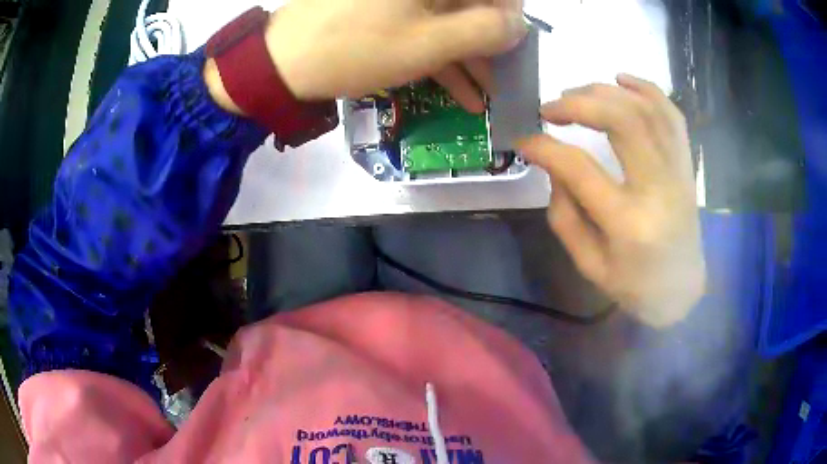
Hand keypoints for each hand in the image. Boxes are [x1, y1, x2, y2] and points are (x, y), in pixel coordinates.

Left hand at [263, 0, 526, 112]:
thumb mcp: (429, 43)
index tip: (513, 46)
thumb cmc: (356, 48)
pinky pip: (420, 27)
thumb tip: (519, 24)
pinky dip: (439, 55)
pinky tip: (457, 89)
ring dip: (465, 56)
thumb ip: (484, 30)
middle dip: (487, 42)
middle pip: (467, 4)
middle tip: (500, 76)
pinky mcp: (380, 10)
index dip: (508, 16)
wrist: (280, 64)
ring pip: (445, 19)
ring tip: (481, 96)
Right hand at [516, 74, 705, 327]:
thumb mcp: (589, 264)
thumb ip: (565, 214)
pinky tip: (622, 79)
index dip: (545, 147)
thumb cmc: (635, 285)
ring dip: (607, 92)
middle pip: (622, 121)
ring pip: (646, 109)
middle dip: (579, 103)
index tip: (524, 139)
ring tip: (579, 94)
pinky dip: (647, 89)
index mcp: (628, 223)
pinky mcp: (687, 165)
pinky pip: (672, 114)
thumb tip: (554, 166)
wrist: (682, 290)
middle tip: (551, 107)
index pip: (580, 168)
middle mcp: (658, 188)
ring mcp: (678, 172)